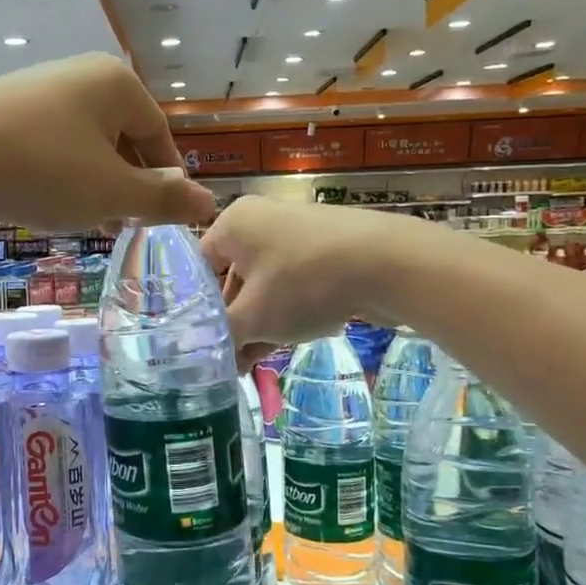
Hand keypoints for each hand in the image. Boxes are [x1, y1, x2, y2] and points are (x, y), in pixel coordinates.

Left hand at [0, 54, 219, 232]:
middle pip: (120, 136)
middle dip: (127, 183)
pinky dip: (58, 174)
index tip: (164, 214)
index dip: (167, 178)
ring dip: (93, 184)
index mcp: (116, 84)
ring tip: (88, 221)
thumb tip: (208, 203)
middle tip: (125, 224)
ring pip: (83, 143)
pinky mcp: (3, 109)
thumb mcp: (114, 193)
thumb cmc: (47, 170)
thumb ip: (163, 199)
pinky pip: (48, 144)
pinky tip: (46, 203)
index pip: (159, 133)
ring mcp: (37, 89)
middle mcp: (79, 76)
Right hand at [200, 197, 415, 365]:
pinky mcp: (329, 249)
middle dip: (234, 323)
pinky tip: (290, 342)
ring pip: (267, 285)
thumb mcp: (253, 318)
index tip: (201, 343)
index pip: (199, 268)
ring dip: (261, 324)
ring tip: (255, 363)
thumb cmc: (303, 283)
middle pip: (234, 278)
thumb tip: (205, 353)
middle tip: (230, 361)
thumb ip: (222, 336)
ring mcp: (299, 233)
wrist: (389, 263)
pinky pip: (297, 282)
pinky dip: (290, 311)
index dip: (196, 309)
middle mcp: (263, 220)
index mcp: (234, 223)